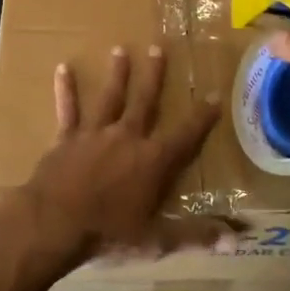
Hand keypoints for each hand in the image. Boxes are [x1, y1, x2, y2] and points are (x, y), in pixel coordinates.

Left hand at [1, 45, 228, 273]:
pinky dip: (66, 90)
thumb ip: (195, 236)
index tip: (214, 95)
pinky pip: (68, 110)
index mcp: (153, 161)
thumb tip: (236, 241)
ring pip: (110, 98)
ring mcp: (95, 134)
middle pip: (145, 101)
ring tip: (120, 49)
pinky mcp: (67, 138)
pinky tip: (63, 68)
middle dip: (154, 76)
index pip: (186, 135)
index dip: (202, 116)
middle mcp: (127, 138)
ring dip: (117, 74)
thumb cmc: (107, 234)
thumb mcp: (156, 241)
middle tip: (158, 48)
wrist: (53, 224)